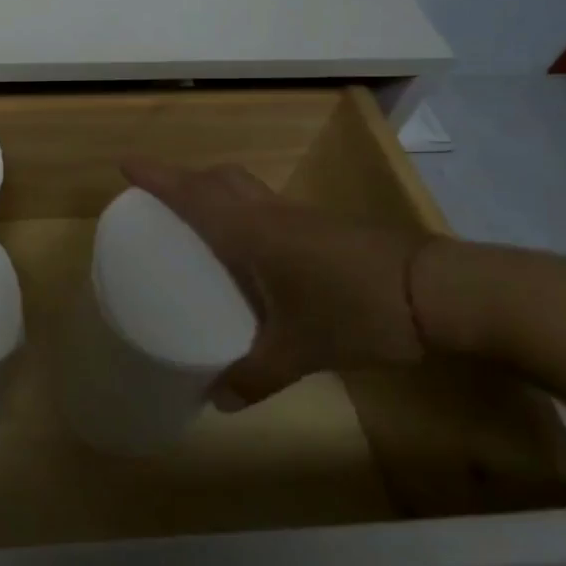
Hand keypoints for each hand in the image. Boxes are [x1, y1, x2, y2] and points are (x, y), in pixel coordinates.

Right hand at [121, 159, 430, 409]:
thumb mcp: (301, 352)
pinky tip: (254, 252)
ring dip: (216, 191)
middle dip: (185, 179)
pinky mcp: (326, 229)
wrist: (440, 293)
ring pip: (246, 189)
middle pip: (219, 179)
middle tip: (162, 199)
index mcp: (251, 233)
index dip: (157, 177)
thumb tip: (217, 401)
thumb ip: (256, 376)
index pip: (193, 194)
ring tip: (200, 222)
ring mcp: (301, 217)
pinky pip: (269, 208)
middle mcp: (270, 215)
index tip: (124, 165)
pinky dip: (246, 212)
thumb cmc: (356, 311)